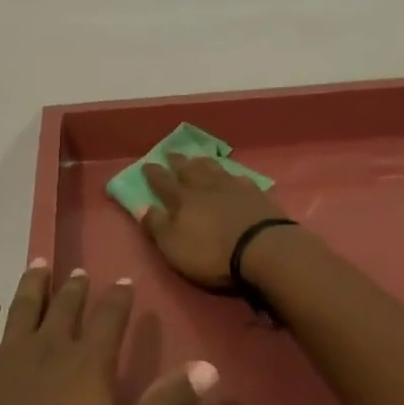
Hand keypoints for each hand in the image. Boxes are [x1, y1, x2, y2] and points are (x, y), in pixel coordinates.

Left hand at [0, 264, 216, 404]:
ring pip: (22, 309)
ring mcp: (5, 359)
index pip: (109, 318)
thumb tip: (210, 367)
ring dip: (32, 286)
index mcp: (87, 363)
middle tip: (79, 271)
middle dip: (75, 289)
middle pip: (64, 308)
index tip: (125, 281)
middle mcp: (47, 349)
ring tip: (38, 264)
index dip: (119, 299)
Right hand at [141, 153, 289, 289]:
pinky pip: (240, 178)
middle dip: (177, 161)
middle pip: (188, 169)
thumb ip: (157, 225)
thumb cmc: (211, 252)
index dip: (153, 173)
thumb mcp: (174, 246)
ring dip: (203, 162)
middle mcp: (205, 186)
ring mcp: (232, 187)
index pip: (163, 182)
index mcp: (182, 199)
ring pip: (213, 168)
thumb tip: (141, 206)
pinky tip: (233, 176)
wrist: (262, 248)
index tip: (146, 164)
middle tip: (170, 152)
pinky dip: (232, 175)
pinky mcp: (255, 194)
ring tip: (197, 157)